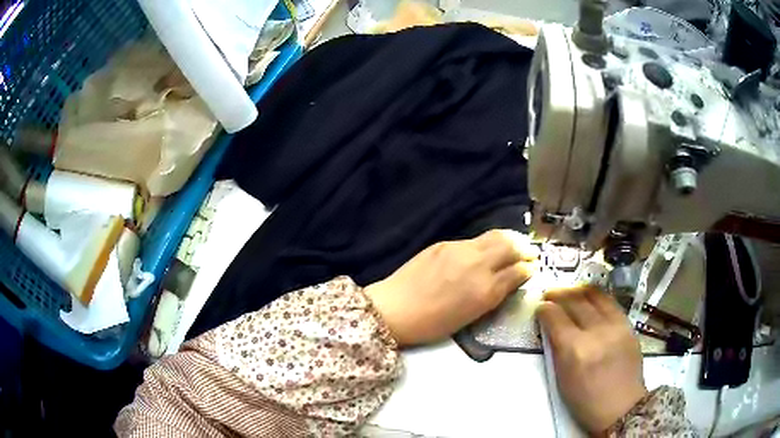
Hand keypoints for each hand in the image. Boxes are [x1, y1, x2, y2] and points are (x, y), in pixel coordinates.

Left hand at [365, 230, 538, 346]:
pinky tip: (486, 249)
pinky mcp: (444, 243)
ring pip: (493, 236)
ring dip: (509, 239)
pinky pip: (474, 240)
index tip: (533, 268)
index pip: (517, 271)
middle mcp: (477, 264)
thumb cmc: (432, 323)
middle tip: (530, 252)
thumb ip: (494, 295)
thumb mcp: (470, 316)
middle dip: (524, 248)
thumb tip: (510, 280)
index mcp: (484, 290)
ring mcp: (459, 250)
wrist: (394, 309)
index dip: (529, 268)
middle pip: (510, 245)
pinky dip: (487, 243)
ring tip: (515, 244)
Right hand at [536, 287, 646, 433]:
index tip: (540, 307)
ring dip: (578, 290)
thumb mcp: (562, 380)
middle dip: (559, 295)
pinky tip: (590, 298)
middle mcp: (596, 332)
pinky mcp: (628, 324)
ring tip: (570, 292)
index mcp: (575, 351)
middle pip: (575, 302)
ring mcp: (615, 326)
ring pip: (594, 295)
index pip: (556, 318)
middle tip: (550, 295)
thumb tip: (551, 328)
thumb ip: (557, 350)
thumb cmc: (586, 401)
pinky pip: (610, 302)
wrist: (621, 406)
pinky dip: (596, 296)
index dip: (545, 309)